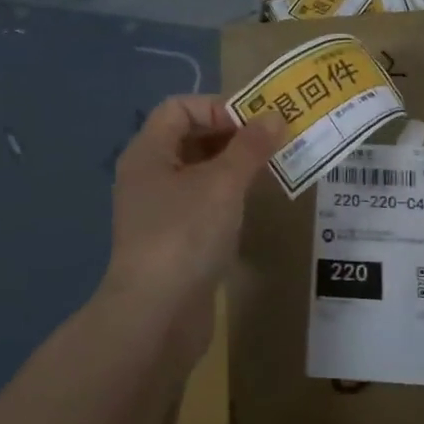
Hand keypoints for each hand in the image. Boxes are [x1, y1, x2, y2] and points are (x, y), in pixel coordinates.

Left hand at [107, 95, 283, 339]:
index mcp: (148, 152)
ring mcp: (158, 210)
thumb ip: (250, 147)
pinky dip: (226, 196)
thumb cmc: (185, 235)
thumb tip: (275, 116)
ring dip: (233, 166)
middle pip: (190, 137)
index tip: (256, 122)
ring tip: (270, 169)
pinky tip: (251, 205)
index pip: (180, 107)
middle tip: (273, 142)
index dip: (218, 106)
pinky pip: (201, 202)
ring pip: (199, 172)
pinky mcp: (172, 239)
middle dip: (232, 135)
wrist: (156, 317)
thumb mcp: (223, 184)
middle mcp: (148, 175)